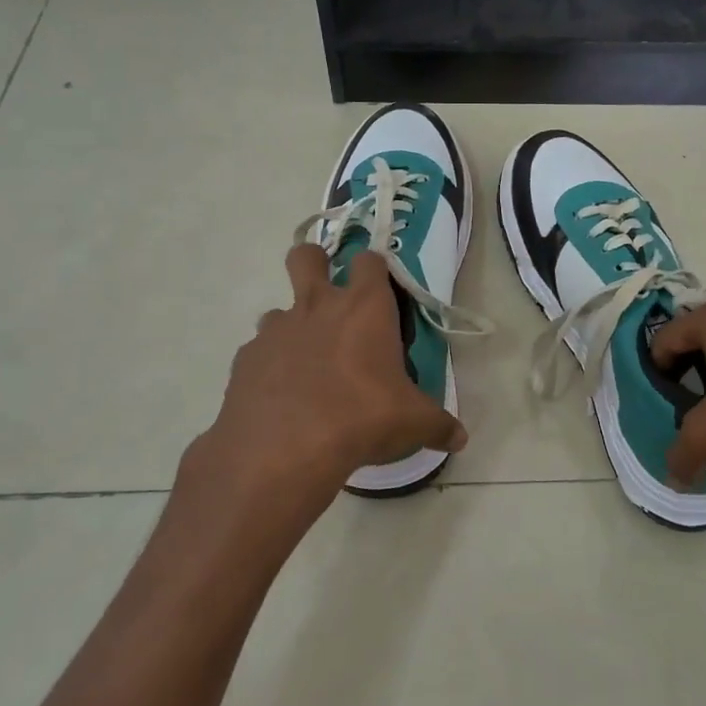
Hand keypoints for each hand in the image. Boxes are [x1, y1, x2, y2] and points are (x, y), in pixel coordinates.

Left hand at [175, 246, 465, 550]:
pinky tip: (281, 397)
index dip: (375, 270)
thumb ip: (438, 425)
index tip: (381, 292)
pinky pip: (259, 352)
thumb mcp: (413, 424)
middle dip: (315, 264)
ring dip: (292, 327)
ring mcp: (276, 330)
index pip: (370, 260)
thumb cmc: (363, 418)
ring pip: (278, 309)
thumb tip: (459, 438)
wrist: (285, 449)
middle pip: (306, 256)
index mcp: (365, 308)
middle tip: (329, 299)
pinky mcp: (246, 359)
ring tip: (307, 365)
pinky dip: (270, 367)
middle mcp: (318, 306)